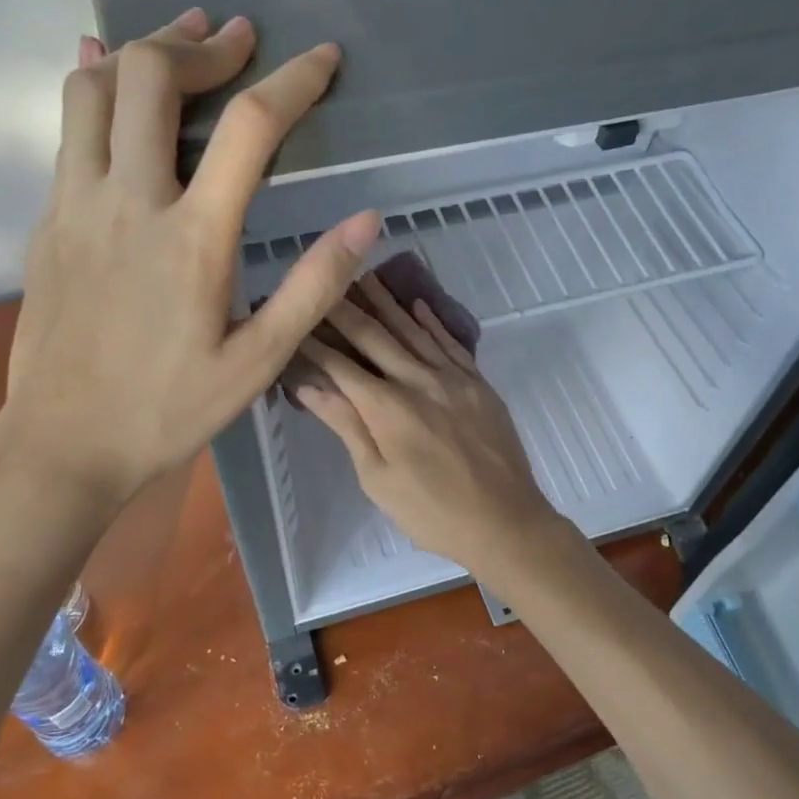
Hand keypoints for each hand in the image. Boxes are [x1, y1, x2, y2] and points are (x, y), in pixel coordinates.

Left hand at [0, 9, 379, 506]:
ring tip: (180, 37)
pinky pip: (67, 130)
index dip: (294, 80)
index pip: (250, 128)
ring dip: (141, 49)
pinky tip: (104, 71)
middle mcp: (129, 202)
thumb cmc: (168, 411)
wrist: (62, 444)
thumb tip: (365, 222)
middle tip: (239, 38)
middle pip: (155, 79)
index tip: (323, 56)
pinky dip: (93, 86)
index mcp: (193, 238)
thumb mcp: (258, 363)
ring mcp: (76, 206)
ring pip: (95, 89)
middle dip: (203, 45)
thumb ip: (312, 287)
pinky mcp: (47, 222)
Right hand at [295, 273, 567, 576]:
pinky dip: (432, 321)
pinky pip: (451, 343)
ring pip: (413, 330)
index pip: (340, 364)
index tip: (293, 319)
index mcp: (387, 408)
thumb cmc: (432, 512)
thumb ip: (347, 426)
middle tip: (323, 280)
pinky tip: (417, 304)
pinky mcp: (478, 384)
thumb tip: (308, 386)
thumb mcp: (378, 478)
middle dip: (344, 308)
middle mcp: (418, 381)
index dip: (313, 341)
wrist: (505, 522)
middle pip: (375, 336)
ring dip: (386, 302)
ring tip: (364, 276)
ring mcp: (453, 379)